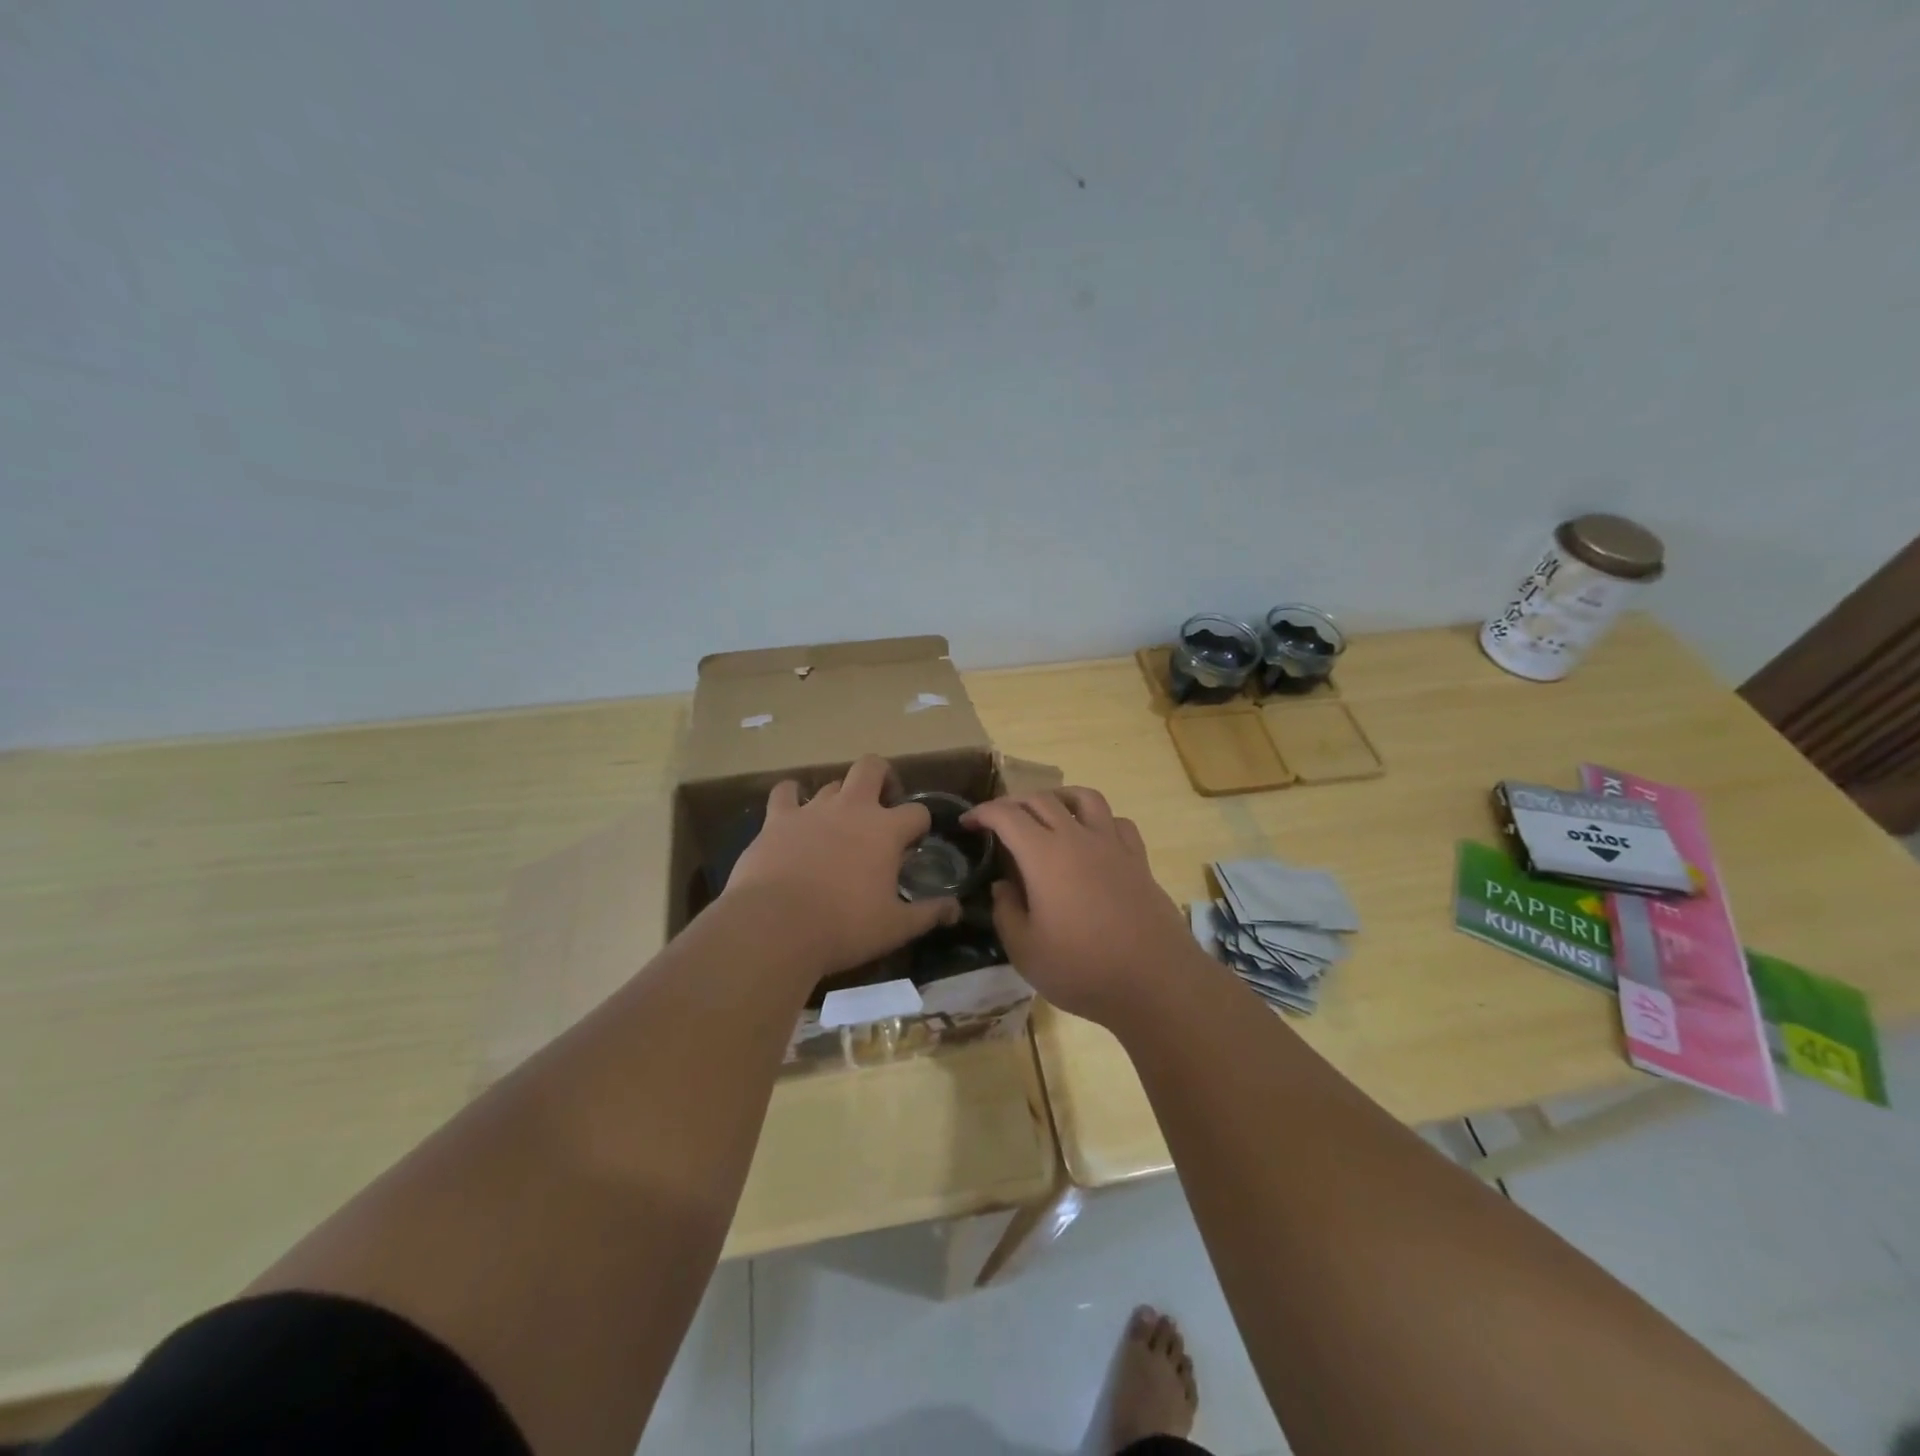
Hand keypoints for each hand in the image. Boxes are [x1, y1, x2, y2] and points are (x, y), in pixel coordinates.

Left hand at [722, 755, 960, 980]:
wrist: (775, 926)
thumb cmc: (844, 927)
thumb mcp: (895, 927)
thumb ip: (929, 914)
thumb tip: (956, 909)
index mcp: (886, 830)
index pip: (917, 811)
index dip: (920, 825)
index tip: (913, 844)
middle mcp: (852, 808)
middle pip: (872, 767)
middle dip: (882, 778)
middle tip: (882, 805)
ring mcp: (812, 809)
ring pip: (832, 783)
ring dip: (840, 797)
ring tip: (838, 823)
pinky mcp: (777, 819)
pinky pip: (785, 792)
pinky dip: (791, 797)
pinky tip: (793, 813)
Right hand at [964, 787, 1206, 1028]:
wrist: (1156, 981)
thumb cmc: (1083, 969)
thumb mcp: (1026, 951)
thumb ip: (1006, 912)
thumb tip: (1003, 886)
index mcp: (1044, 856)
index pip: (1007, 815)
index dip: (982, 813)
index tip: (967, 823)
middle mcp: (1078, 838)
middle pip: (1042, 800)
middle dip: (1013, 803)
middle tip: (998, 820)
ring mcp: (1113, 846)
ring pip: (1084, 798)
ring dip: (1058, 797)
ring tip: (1047, 812)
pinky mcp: (1138, 860)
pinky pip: (1117, 822)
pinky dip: (1098, 820)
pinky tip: (1092, 837)